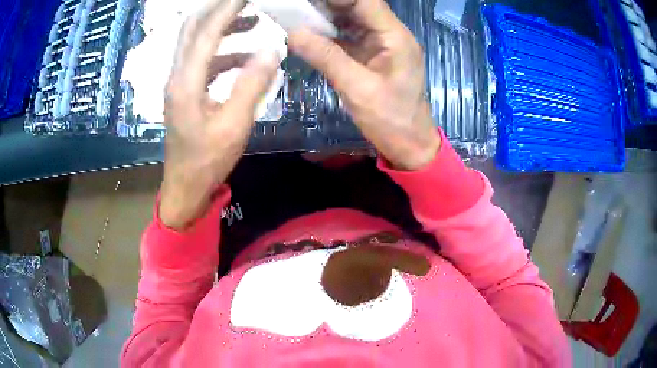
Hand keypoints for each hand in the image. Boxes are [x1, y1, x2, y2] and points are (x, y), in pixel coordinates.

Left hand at [160, 0, 278, 228]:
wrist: (185, 186)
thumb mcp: (234, 126)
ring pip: (195, 42)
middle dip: (218, 10)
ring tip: (252, 22)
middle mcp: (177, 76)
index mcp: (186, 82)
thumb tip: (272, 50)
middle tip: (245, 3)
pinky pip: (202, 60)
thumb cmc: (207, 161)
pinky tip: (243, 57)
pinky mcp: (184, 91)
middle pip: (191, 29)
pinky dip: (222, 51)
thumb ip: (252, 85)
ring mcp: (179, 83)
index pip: (205, 32)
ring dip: (221, 28)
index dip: (227, 9)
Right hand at [288, 0, 439, 170]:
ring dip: (324, 16)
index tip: (306, 2)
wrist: (409, 145)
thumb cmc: (391, 120)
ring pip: (350, 19)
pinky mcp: (371, 55)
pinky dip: (327, 33)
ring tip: (295, 14)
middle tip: (294, 7)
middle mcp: (389, 34)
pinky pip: (347, 36)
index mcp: (394, 36)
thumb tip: (292, 32)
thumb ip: (325, 57)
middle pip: (356, 7)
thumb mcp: (357, 88)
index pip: (365, 1)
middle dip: (326, 4)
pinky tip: (306, 32)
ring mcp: (380, 44)